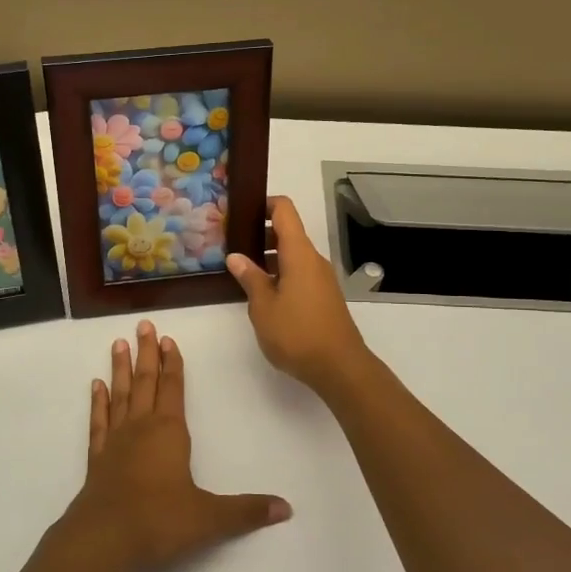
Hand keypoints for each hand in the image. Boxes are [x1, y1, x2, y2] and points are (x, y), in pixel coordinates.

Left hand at [65, 320, 291, 571]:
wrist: (103, 539)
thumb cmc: (159, 521)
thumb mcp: (209, 518)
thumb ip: (247, 511)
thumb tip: (286, 509)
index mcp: (169, 432)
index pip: (173, 388)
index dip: (173, 363)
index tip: (168, 339)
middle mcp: (141, 428)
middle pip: (146, 382)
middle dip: (146, 354)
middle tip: (143, 325)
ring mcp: (115, 442)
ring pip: (120, 395)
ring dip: (120, 369)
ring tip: (118, 343)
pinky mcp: (97, 459)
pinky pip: (99, 422)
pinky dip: (99, 403)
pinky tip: (96, 387)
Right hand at [226, 195, 370, 394]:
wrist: (339, 367)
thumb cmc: (297, 333)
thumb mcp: (263, 307)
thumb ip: (250, 278)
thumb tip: (236, 257)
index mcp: (299, 254)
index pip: (284, 211)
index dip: (264, 204)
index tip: (240, 211)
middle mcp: (313, 260)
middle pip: (288, 232)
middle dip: (260, 233)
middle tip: (231, 244)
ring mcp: (321, 278)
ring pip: (293, 255)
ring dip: (268, 257)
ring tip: (241, 270)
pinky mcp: (323, 296)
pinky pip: (299, 273)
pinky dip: (280, 273)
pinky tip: (262, 293)